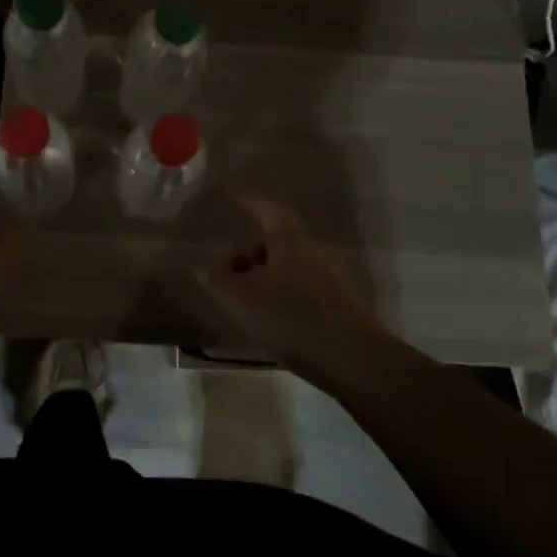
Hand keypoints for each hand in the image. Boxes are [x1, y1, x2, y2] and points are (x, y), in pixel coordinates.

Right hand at [198, 196, 382, 378]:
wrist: (353, 358)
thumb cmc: (291, 319)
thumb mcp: (242, 300)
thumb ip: (218, 280)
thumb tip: (203, 264)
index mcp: (289, 240)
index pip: (267, 209)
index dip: (249, 202)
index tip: (234, 198)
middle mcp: (313, 250)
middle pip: (280, 239)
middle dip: (255, 250)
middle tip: (233, 269)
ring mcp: (332, 275)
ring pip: (293, 264)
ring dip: (269, 274)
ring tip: (250, 300)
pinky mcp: (342, 301)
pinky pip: (306, 285)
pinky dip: (286, 292)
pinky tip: (277, 318)